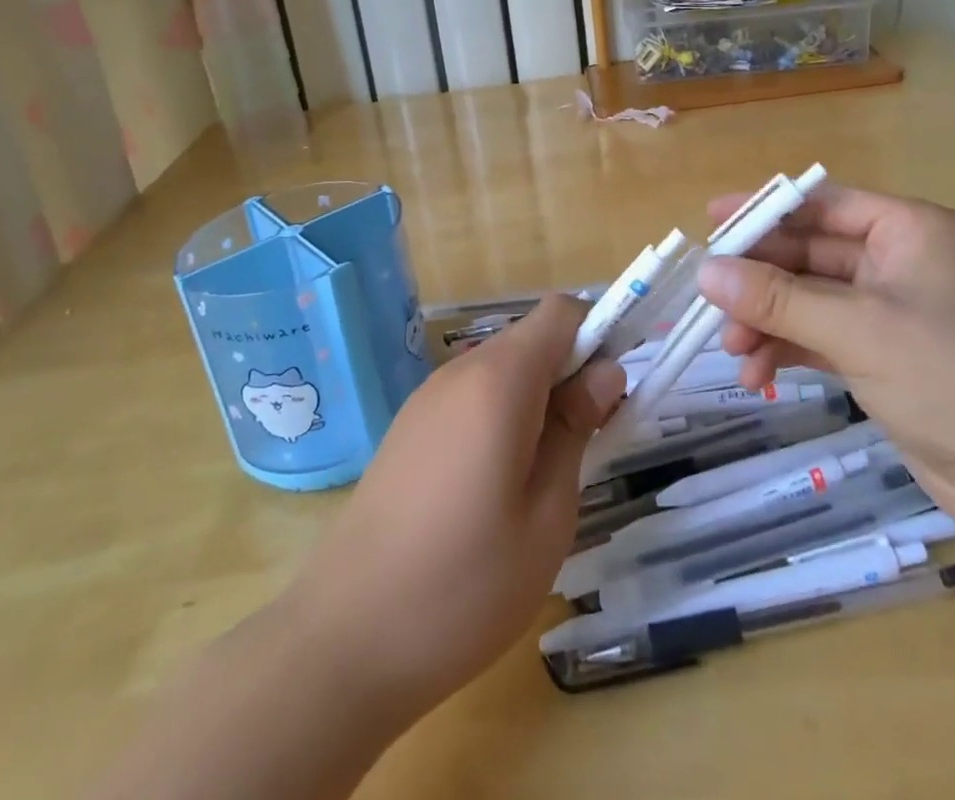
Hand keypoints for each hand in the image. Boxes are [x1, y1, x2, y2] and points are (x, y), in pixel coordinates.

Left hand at [278, 294, 625, 721]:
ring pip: (502, 370)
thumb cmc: (464, 585)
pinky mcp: (408, 428)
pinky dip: (500, 418)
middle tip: (587, 445)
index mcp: (499, 380)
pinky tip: (494, 488)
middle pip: (532, 340)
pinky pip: (471, 398)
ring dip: (536, 401)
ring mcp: (427, 399)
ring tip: (542, 478)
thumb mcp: (548, 514)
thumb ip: (577, 429)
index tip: (611, 395)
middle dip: (570, 375)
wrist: (342, 642)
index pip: (562, 312)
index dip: (597, 337)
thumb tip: (604, 373)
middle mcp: (459, 372)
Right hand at [697, 185, 954, 554]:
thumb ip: (779, 297)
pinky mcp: (886, 358)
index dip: (765, 210)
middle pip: (811, 254)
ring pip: (811, 299)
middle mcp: (901, 262)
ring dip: (769, 319)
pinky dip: (789, 349)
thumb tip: (706, 271)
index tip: (712, 221)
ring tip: (732, 349)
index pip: (823, 204)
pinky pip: (822, 338)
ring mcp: (893, 313)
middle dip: (760, 279)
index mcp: (909, 230)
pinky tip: (758, 374)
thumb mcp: (859, 329)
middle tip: (710, 302)